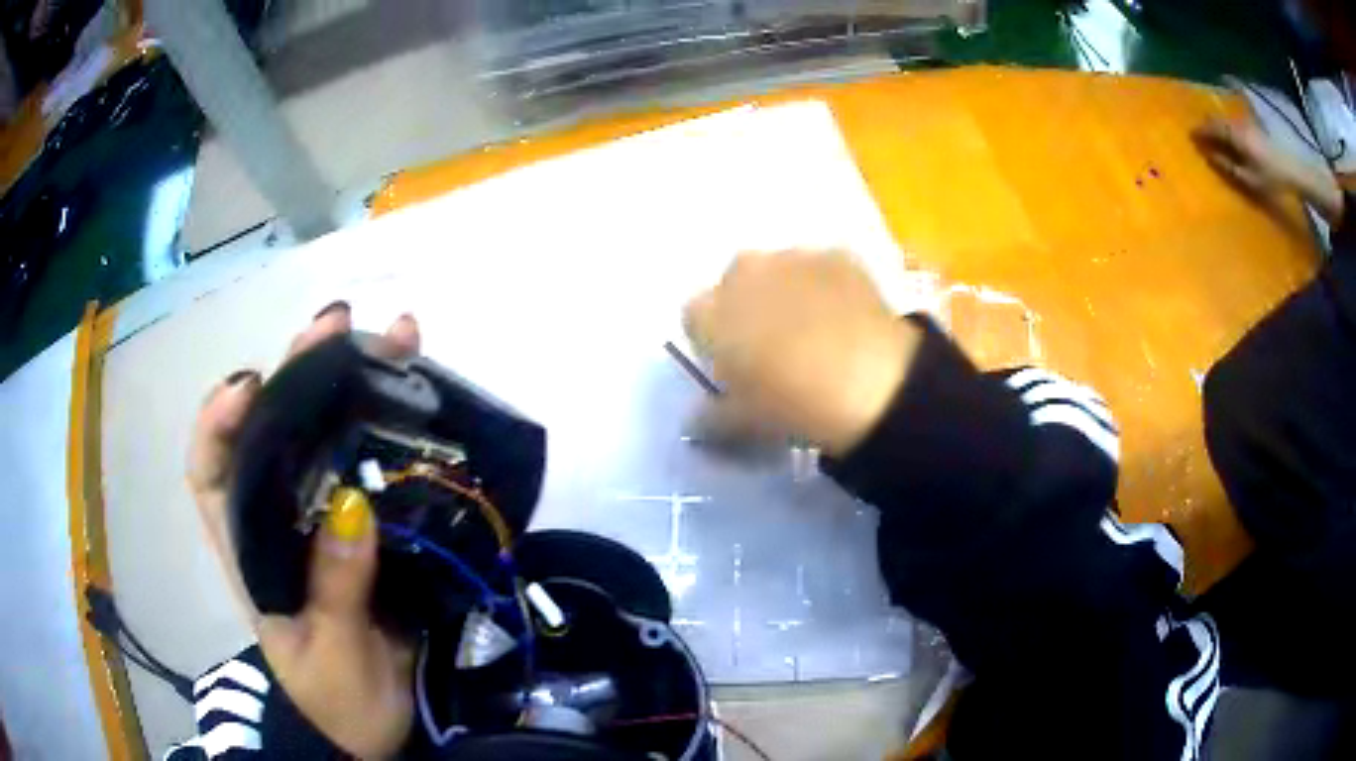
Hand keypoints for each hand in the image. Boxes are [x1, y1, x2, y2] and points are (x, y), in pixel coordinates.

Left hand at [188, 303, 419, 758]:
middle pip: (272, 430)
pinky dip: (395, 423)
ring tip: (391, 333)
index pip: (211, 471)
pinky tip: (420, 385)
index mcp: (249, 551)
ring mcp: (327, 519)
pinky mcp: (372, 527)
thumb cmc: (337, 699)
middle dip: (296, 371)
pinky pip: (376, 465)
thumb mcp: (330, 654)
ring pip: (327, 436)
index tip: (251, 385)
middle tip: (334, 326)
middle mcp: (281, 519)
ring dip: (353, 380)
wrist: (378, 730)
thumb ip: (335, 589)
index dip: (219, 421)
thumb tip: (354, 505)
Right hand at [683, 251, 919, 455]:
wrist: (873, 383)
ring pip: (780, 272)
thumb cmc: (793, 404)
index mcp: (711, 312)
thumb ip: (708, 418)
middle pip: (736, 285)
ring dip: (788, 294)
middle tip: (775, 347)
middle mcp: (744, 271)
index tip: (735, 366)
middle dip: (748, 308)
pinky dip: (828, 288)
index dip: (713, 341)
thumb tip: (696, 419)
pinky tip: (847, 320)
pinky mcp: (838, 255)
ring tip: (818, 333)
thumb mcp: (741, 425)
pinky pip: (822, 269)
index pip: (695, 318)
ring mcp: (793, 257)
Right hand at [1194, 117, 1343, 222]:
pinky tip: (1230, 132)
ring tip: (1214, 132)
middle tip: (1201, 132)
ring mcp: (1247, 122)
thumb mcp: (1249, 178)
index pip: (1211, 128)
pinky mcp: (1255, 127)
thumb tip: (1209, 155)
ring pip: (1227, 119)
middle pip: (1218, 119)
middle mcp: (1237, 123)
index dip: (1200, 131)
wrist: (1293, 169)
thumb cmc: (1271, 178)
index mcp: (1234, 134)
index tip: (1190, 135)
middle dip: (1208, 124)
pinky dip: (1229, 125)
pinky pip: (1236, 122)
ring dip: (1219, 124)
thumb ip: (1228, 166)